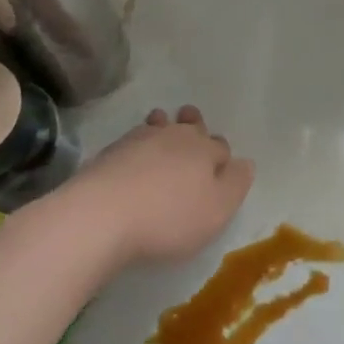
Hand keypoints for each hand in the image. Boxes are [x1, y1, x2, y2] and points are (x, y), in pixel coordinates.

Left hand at [57, 105, 253, 265]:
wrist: (99, 216)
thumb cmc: (168, 218)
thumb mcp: (217, 210)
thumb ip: (236, 184)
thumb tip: (244, 163)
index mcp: (204, 149)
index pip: (221, 146)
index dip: (222, 158)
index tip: (220, 168)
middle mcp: (174, 136)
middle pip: (190, 125)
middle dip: (195, 126)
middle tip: (192, 125)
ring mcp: (138, 140)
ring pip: (159, 125)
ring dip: (164, 127)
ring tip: (162, 128)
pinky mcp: (109, 152)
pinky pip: (132, 139)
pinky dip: (137, 144)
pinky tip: (132, 156)